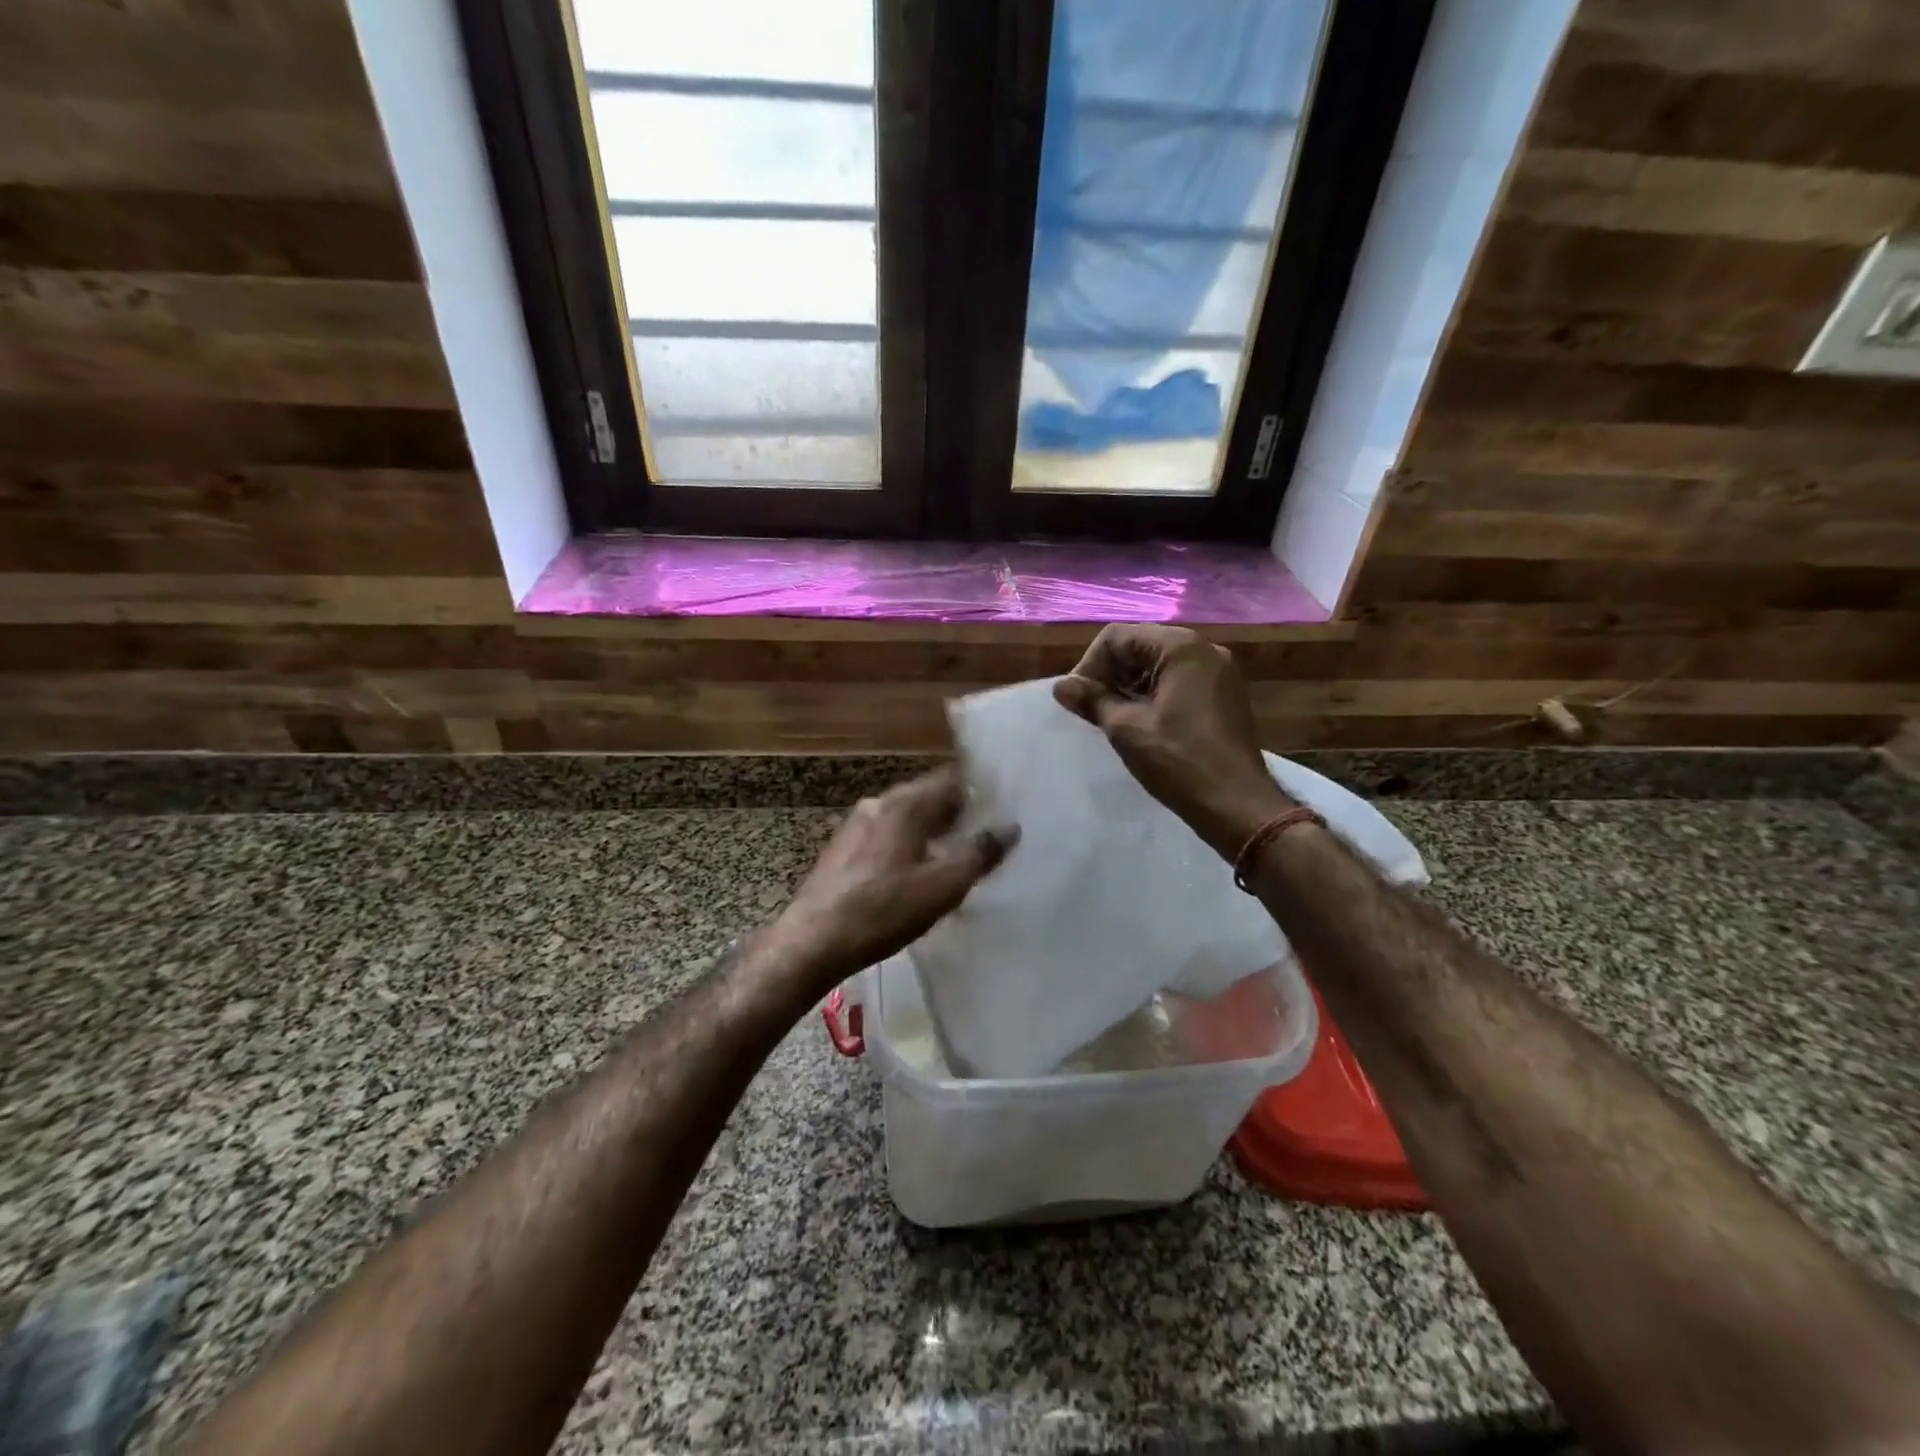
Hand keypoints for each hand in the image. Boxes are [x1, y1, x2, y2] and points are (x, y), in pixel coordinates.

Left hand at [771, 768, 1016, 988]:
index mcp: (905, 805)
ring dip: (928, 829)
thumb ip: (979, 854)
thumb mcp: (942, 886)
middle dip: (954, 813)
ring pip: (904, 816)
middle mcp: (879, 804)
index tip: (999, 812)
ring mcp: (855, 824)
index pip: (950, 781)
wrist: (814, 940)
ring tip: (950, 855)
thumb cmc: (884, 910)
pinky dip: (905, 843)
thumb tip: (1010, 827)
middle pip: (926, 796)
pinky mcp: (842, 848)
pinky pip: (885, 834)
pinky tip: (911, 871)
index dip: (977, 794)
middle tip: (980, 836)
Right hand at [1054, 624, 1292, 858]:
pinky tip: (1140, 724)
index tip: (1078, 701)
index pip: (1118, 637)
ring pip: (1158, 665)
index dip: (1090, 665)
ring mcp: (1219, 672)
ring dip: (1129, 687)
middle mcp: (1204, 649)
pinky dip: (1153, 695)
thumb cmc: (1179, 761)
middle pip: (1139, 646)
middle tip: (1091, 711)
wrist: (1237, 804)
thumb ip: (1092, 700)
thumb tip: (1062, 687)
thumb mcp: (1126, 728)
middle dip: (1110, 675)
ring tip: (1113, 720)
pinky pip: (1178, 681)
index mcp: (1181, 647)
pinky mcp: (1223, 695)